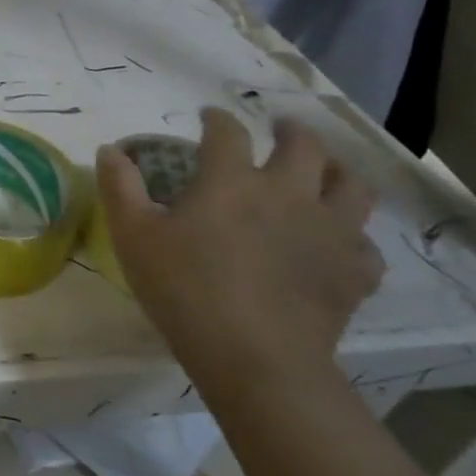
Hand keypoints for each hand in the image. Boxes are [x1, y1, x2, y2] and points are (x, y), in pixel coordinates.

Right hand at [96, 109, 383, 400]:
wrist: (255, 358)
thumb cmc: (185, 290)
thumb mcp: (133, 236)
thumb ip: (119, 187)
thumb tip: (110, 150)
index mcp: (232, 181)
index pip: (227, 132)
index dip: (216, 119)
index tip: (208, 117)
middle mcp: (288, 193)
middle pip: (304, 145)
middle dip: (290, 130)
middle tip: (280, 129)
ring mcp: (330, 231)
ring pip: (352, 185)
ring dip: (338, 170)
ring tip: (325, 170)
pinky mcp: (354, 272)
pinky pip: (365, 243)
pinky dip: (353, 236)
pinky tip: (338, 242)